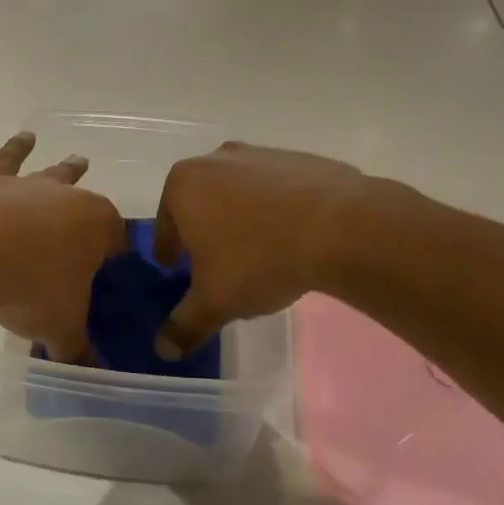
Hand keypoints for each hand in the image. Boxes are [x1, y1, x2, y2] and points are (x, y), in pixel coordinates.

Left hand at [0, 133, 126, 362]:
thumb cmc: (32, 287)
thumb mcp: (60, 327)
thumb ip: (77, 349)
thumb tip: (91, 375)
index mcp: (97, 227)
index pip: (116, 237)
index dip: (117, 249)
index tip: (116, 258)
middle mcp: (66, 198)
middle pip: (85, 195)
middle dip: (92, 199)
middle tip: (102, 198)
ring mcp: (26, 186)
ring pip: (51, 174)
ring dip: (62, 168)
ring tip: (76, 158)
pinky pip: (6, 160)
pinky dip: (14, 149)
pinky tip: (21, 139)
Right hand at [152, 142, 370, 356]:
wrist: (339, 228)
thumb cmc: (258, 259)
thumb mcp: (215, 301)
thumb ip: (185, 324)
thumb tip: (165, 350)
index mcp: (184, 185)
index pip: (165, 222)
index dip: (169, 248)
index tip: (174, 265)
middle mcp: (216, 160)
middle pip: (201, 200)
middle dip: (204, 228)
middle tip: (214, 260)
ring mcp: (261, 154)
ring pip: (239, 191)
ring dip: (241, 216)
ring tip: (258, 251)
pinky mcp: (301, 159)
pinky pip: (278, 189)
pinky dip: (278, 209)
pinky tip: (292, 237)